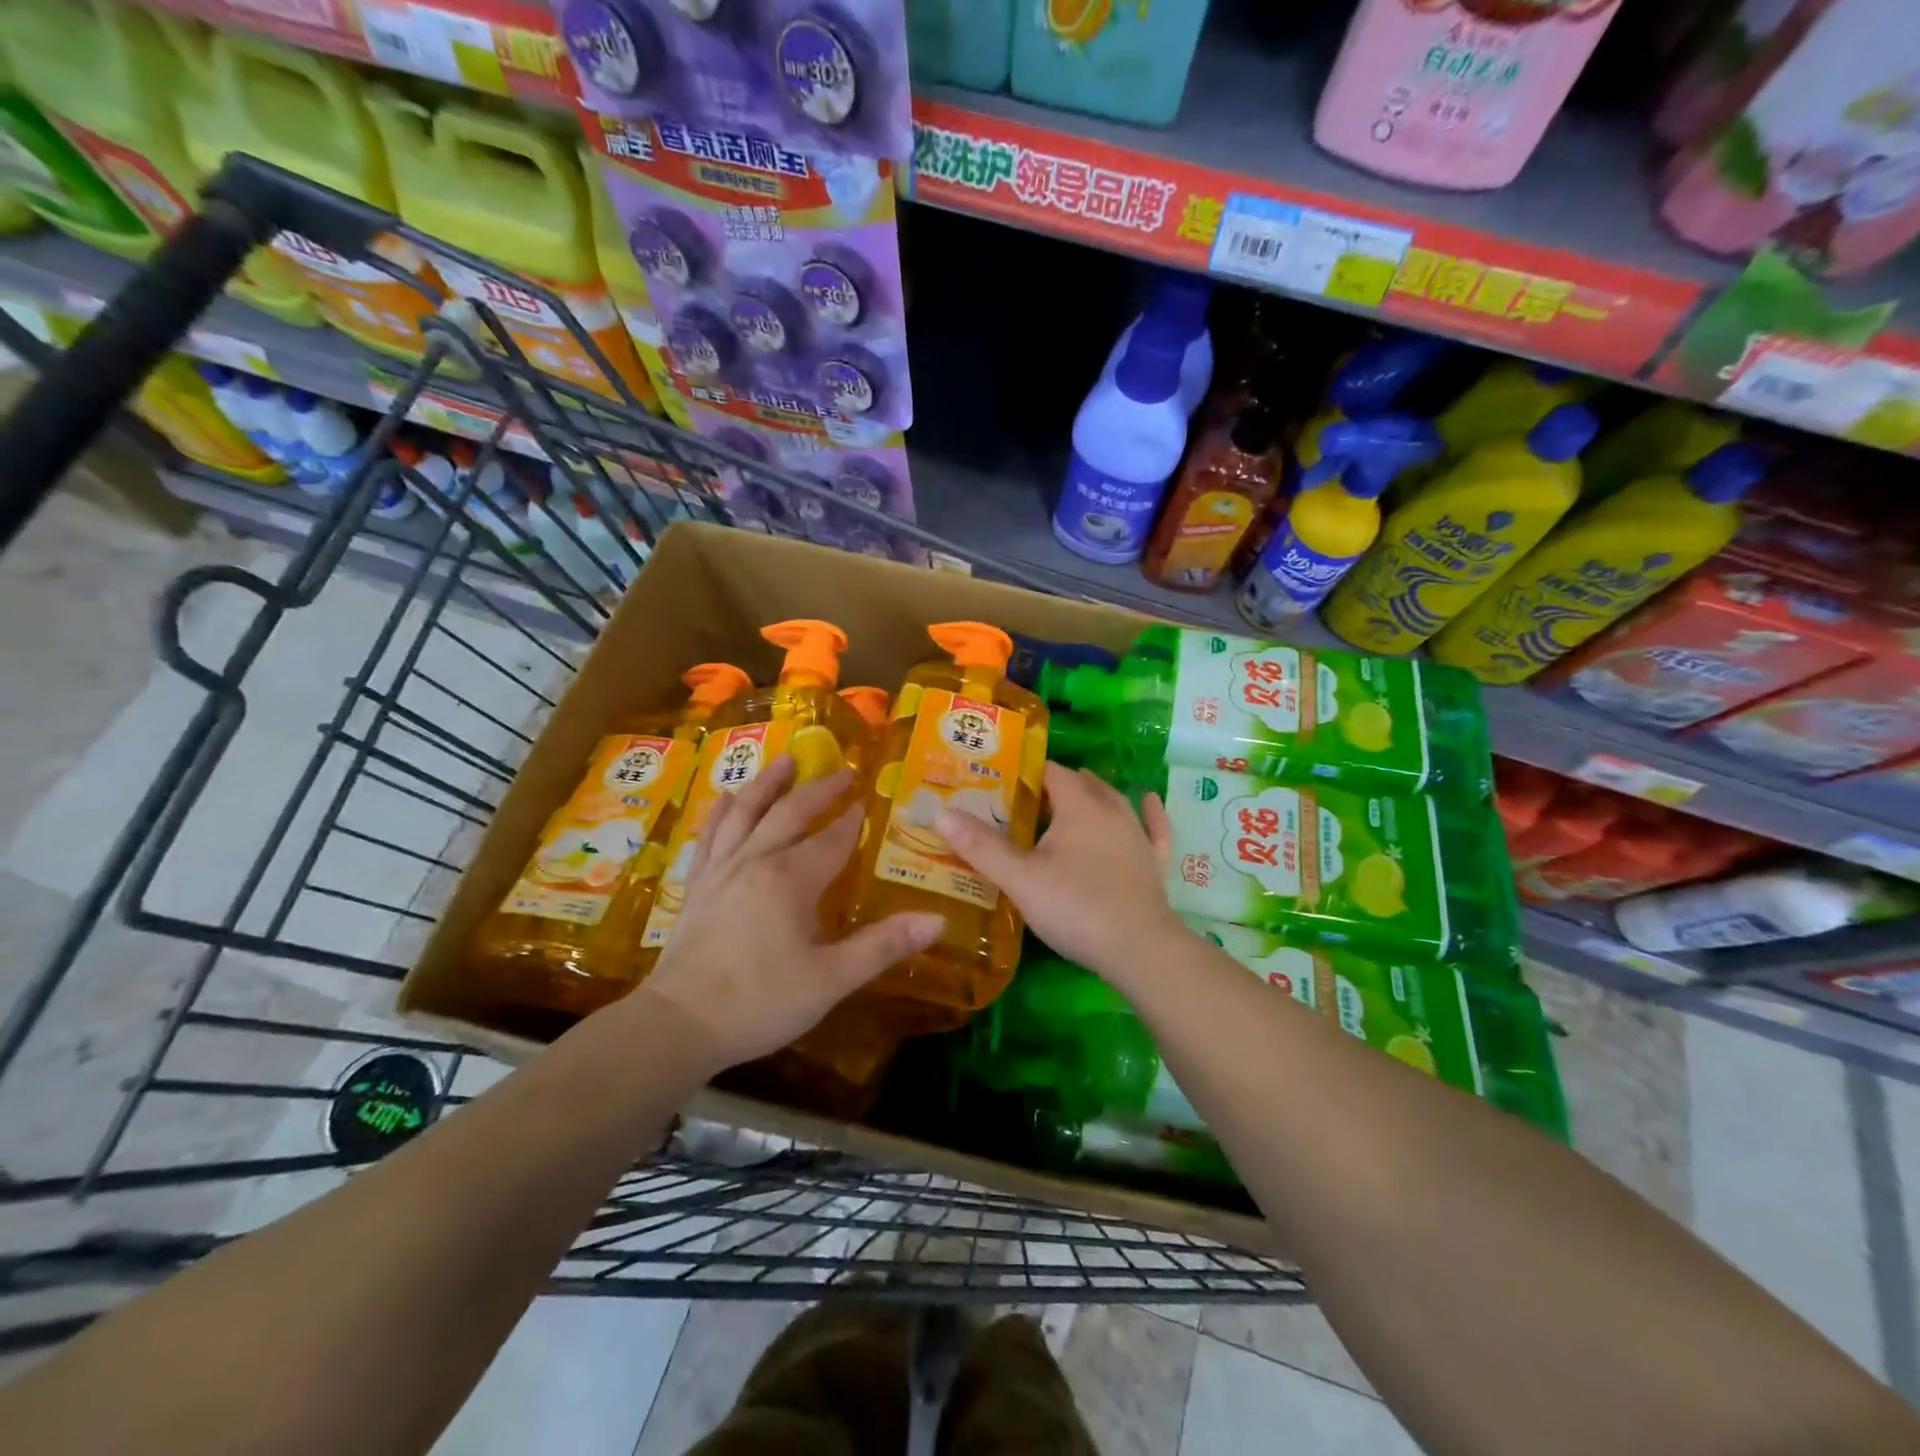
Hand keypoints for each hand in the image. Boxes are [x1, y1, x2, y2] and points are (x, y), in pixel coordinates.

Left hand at [632, 754, 943, 1071]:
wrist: (678, 1025)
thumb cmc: (760, 1002)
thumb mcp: (831, 980)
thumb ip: (883, 946)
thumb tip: (938, 920)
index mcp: (790, 879)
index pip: (831, 838)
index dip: (852, 819)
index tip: (868, 798)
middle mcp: (754, 860)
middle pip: (790, 813)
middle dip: (819, 790)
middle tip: (843, 770)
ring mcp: (720, 870)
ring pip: (745, 813)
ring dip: (768, 784)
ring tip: (786, 760)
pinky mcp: (697, 885)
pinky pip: (710, 836)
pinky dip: (721, 812)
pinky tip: (725, 798)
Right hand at [935, 762, 1184, 986]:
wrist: (1140, 949)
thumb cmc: (1075, 907)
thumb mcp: (1019, 878)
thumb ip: (980, 845)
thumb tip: (941, 813)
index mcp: (1078, 805)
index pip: (1049, 771)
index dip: (1024, 771)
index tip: (998, 780)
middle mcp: (1111, 810)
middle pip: (1080, 783)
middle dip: (1053, 784)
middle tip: (1023, 799)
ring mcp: (1137, 835)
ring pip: (1113, 801)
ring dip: (1091, 794)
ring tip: (1068, 797)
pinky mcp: (1153, 862)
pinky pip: (1153, 827)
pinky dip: (1148, 813)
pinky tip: (1148, 802)